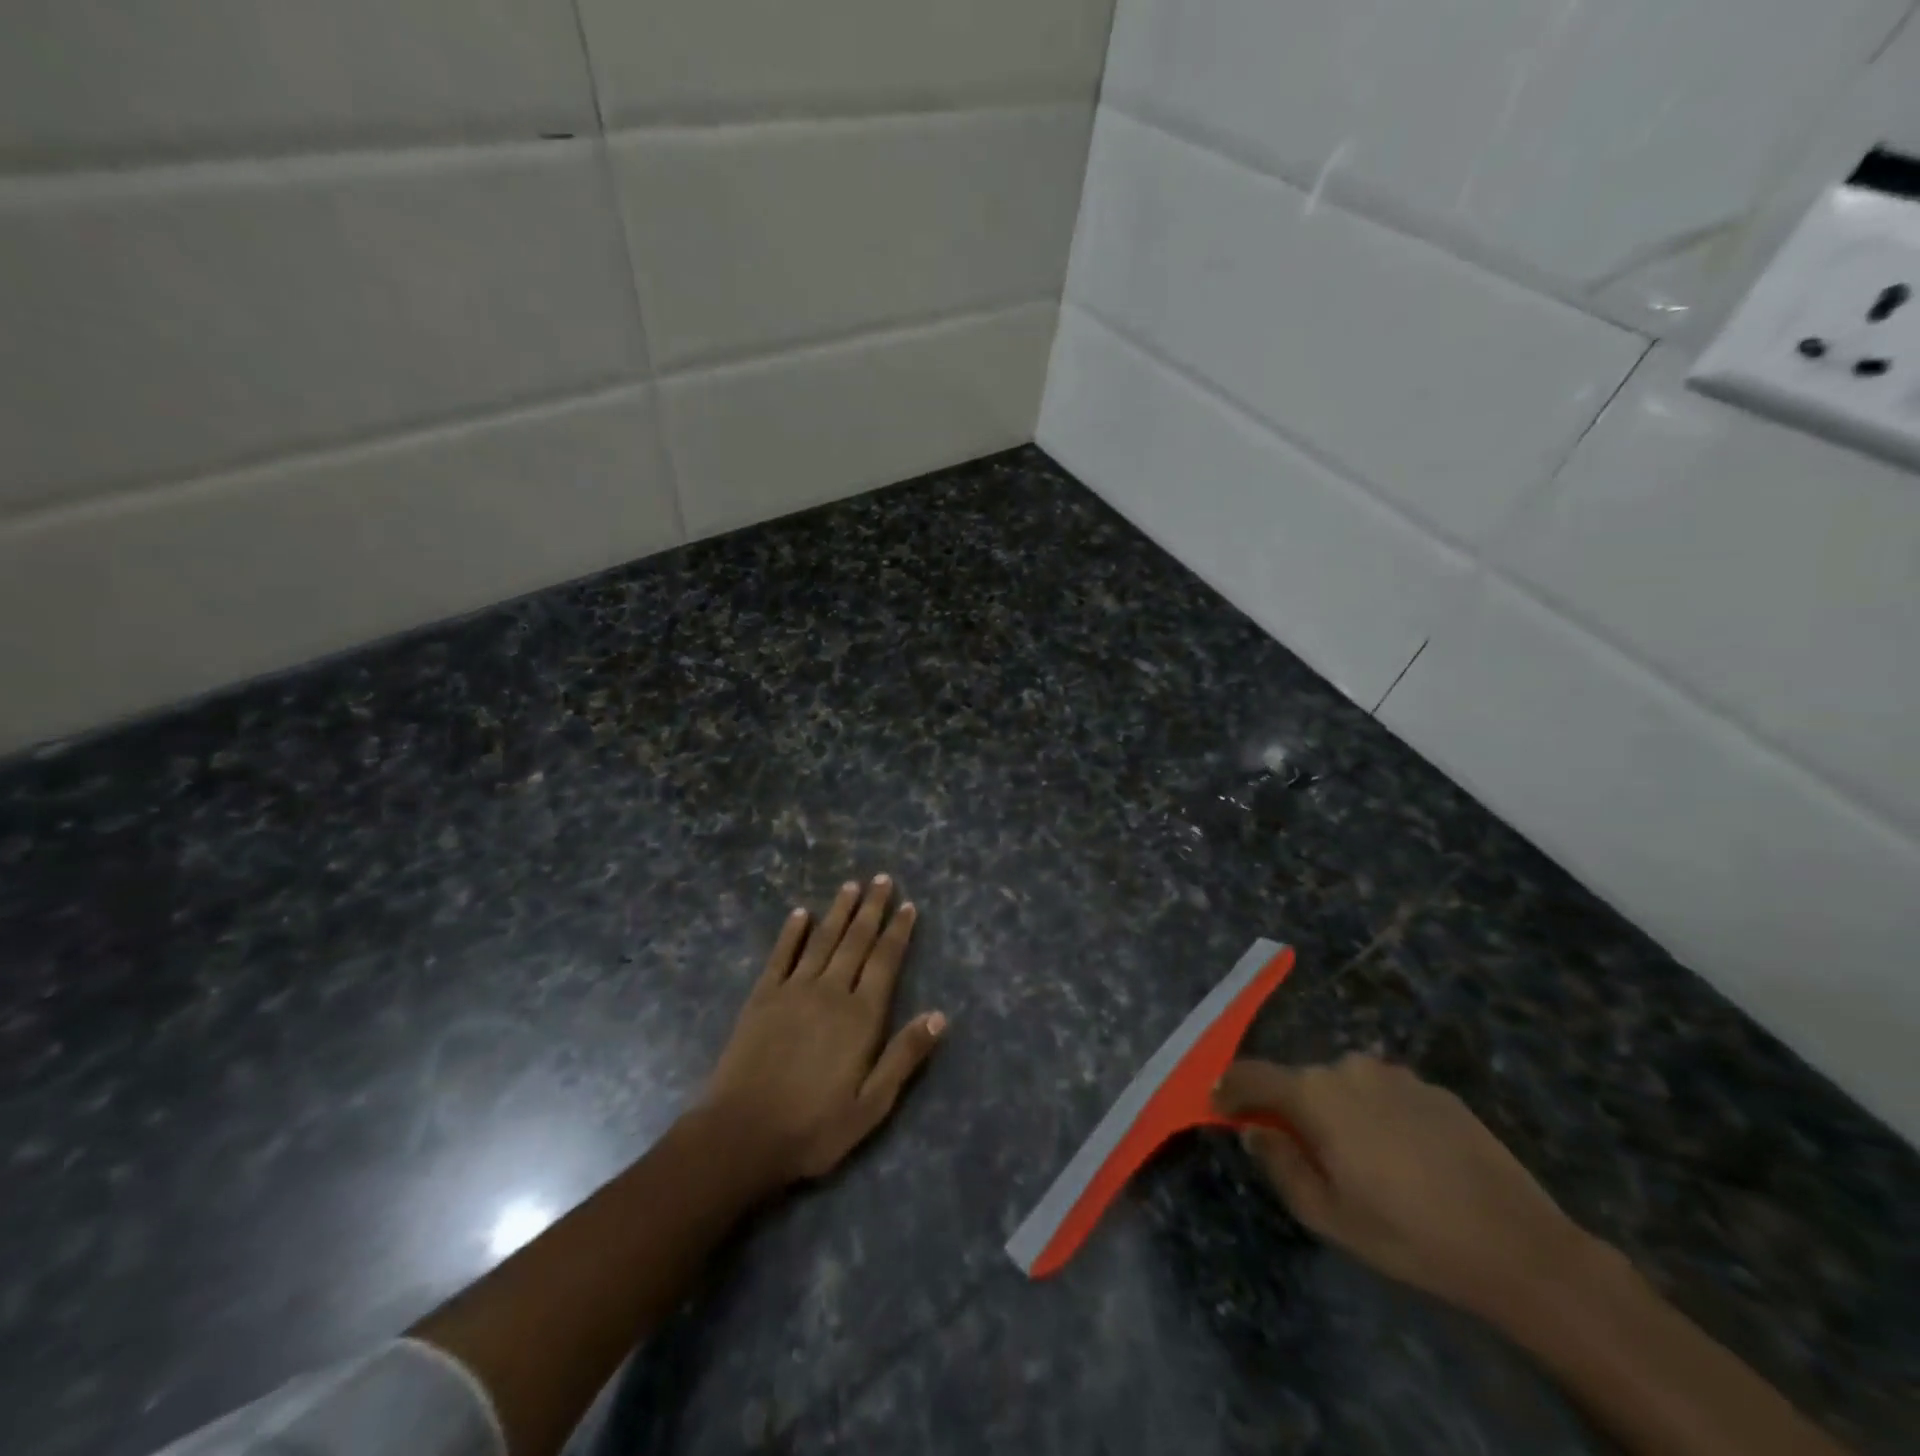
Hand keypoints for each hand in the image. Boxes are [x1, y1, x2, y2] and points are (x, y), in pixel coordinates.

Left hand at [702, 875, 946, 1187]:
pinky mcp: (762, 997)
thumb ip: (904, 1056)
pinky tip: (800, 913)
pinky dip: (792, 932)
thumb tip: (939, 1015)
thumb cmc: (813, 1127)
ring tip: (851, 885)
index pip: (885, 961)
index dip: (898, 931)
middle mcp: (830, 992)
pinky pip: (781, 955)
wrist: (741, 1136)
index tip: (908, 905)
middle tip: (882, 878)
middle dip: (871, 908)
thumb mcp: (871, 1105)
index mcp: (860, 1017)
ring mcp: (793, 990)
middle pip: (856, 940)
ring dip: (838, 910)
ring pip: (822, 939)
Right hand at [1215, 1054, 1595, 1322]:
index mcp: (1314, 1094)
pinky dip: (1376, 1114)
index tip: (1218, 1105)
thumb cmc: (1408, 1235)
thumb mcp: (1328, 1216)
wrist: (1518, 1245)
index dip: (1229, 1088)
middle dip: (1290, 1108)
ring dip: (1336, 1111)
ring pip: (1343, 1086)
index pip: (1251, 1074)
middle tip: (1302, 1152)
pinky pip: (1384, 1093)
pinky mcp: (1432, 1087)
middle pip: (1300, 1081)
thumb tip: (1256, 1129)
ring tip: (1360, 1160)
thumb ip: (1279, 1164)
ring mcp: (1393, 1074)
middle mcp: (1347, 1068)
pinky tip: (1404, 1157)